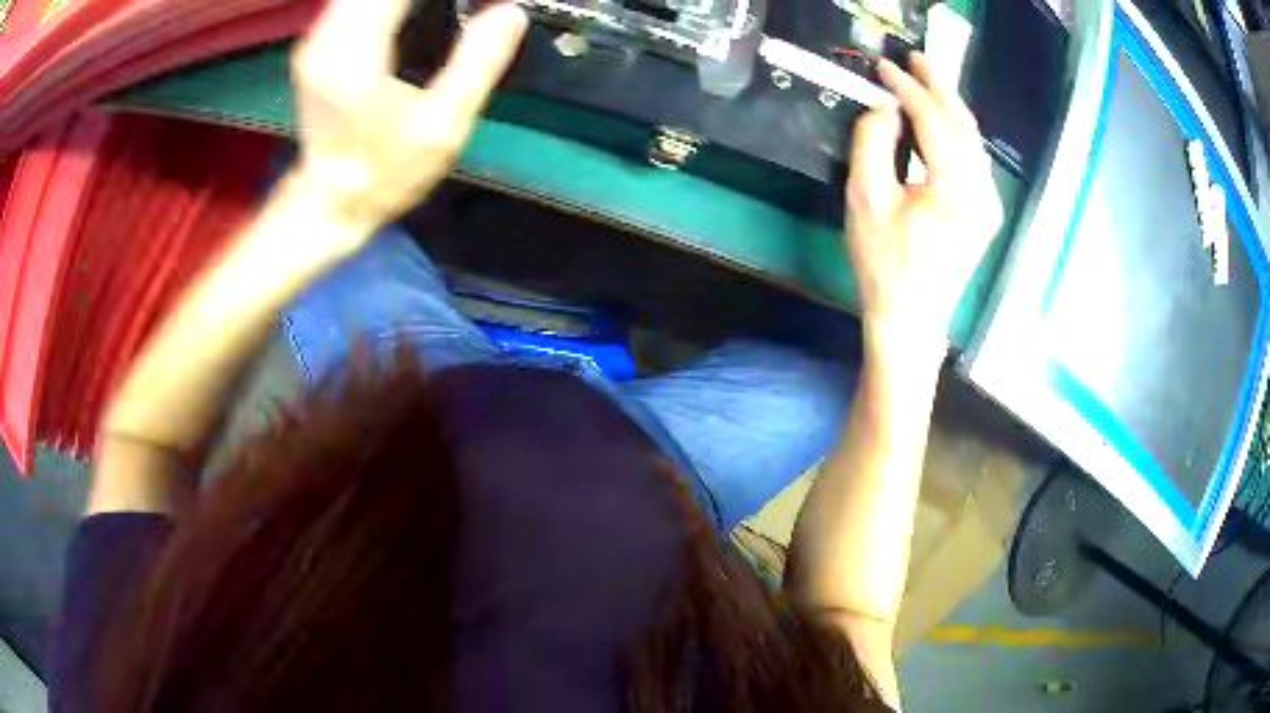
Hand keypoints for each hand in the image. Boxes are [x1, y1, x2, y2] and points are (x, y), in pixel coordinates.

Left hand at [289, 0, 527, 243]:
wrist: (329, 203)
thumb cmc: (385, 174)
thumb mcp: (442, 127)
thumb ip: (477, 62)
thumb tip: (510, 12)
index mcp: (358, 53)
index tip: (482, 1)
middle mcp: (329, 36)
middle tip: (469, 6)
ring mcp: (318, 38)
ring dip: (406, 0)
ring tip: (446, 10)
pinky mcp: (318, 42)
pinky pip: (355, 1)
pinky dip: (388, 3)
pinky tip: (413, 12)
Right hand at [845, 53, 1002, 353]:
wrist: (912, 317)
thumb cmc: (883, 263)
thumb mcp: (866, 197)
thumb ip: (873, 141)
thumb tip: (887, 109)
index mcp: (956, 188)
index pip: (934, 120)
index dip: (908, 88)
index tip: (884, 65)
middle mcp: (983, 190)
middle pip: (962, 123)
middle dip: (939, 86)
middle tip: (915, 58)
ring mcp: (989, 202)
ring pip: (971, 139)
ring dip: (948, 106)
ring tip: (926, 79)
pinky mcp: (985, 210)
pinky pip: (972, 157)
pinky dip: (955, 131)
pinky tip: (939, 119)